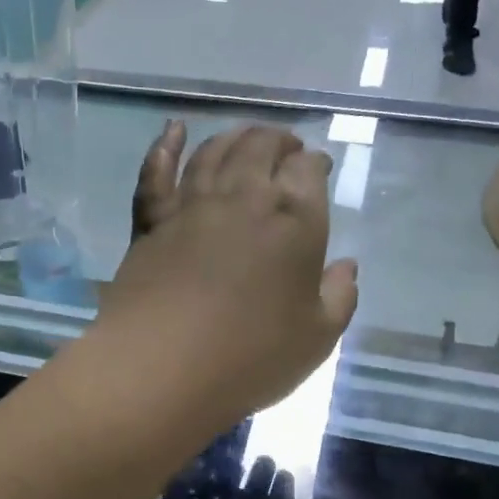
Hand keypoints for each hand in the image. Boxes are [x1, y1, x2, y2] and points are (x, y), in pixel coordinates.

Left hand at [98, 121, 357, 428]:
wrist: (162, 367)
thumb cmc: (250, 357)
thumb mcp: (317, 339)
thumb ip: (339, 296)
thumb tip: (347, 266)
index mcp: (294, 221)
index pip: (308, 172)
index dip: (314, 164)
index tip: (318, 167)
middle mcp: (244, 198)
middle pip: (261, 148)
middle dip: (279, 141)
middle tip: (287, 149)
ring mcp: (192, 205)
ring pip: (214, 152)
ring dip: (235, 137)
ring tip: (246, 137)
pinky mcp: (152, 221)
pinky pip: (157, 172)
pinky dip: (165, 146)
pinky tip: (174, 130)